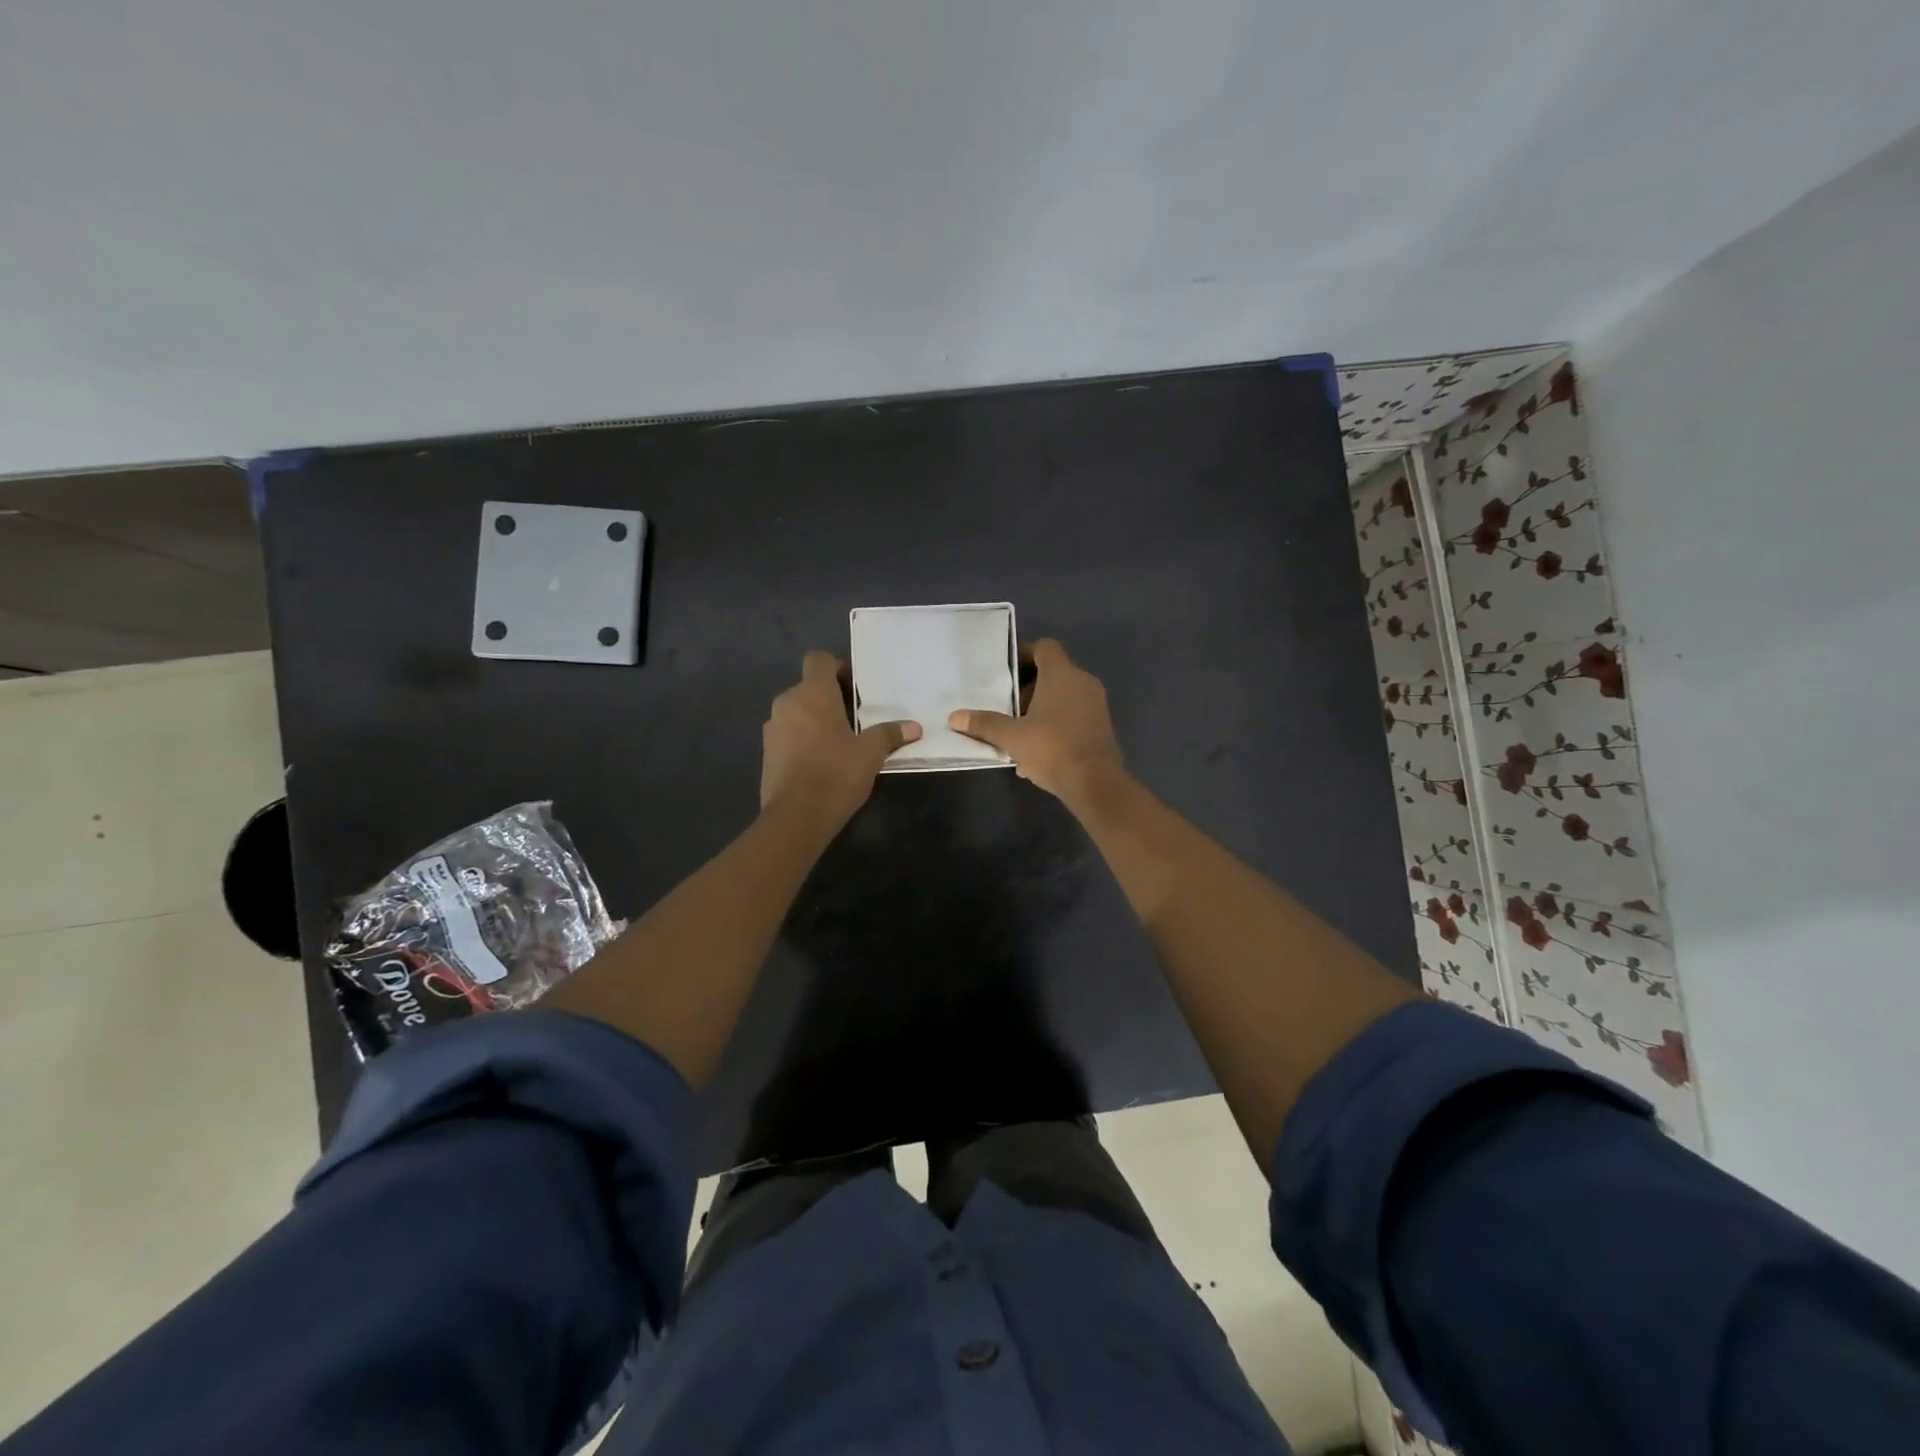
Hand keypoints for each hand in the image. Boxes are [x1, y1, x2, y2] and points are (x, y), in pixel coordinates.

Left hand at [761, 651, 919, 828]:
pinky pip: (787, 735)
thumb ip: (890, 734)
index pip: (818, 659)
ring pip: (796, 713)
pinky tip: (821, 763)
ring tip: (839, 744)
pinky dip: (802, 741)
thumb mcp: (871, 753)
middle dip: (830, 700)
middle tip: (855, 721)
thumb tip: (914, 727)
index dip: (836, 668)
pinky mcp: (766, 753)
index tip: (854, 689)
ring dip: (815, 721)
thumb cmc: (836, 773)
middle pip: (808, 688)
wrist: (796, 816)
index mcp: (812, 693)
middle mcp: (787, 703)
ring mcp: (772, 728)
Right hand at [948, 638, 1125, 806]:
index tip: (1006, 674)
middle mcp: (1083, 682)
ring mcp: (1096, 704)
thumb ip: (984, 724)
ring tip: (1019, 734)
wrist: (1096, 783)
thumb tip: (954, 717)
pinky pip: (1073, 716)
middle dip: (1028, 689)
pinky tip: (1037, 754)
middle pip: (1052, 673)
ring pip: (1063, 697)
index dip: (1024, 654)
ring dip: (1040, 710)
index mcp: (1062, 674)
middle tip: (1008, 709)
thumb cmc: (1052, 749)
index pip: (1044, 647)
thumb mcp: (1012, 737)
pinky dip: (1055, 725)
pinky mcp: (1102, 726)